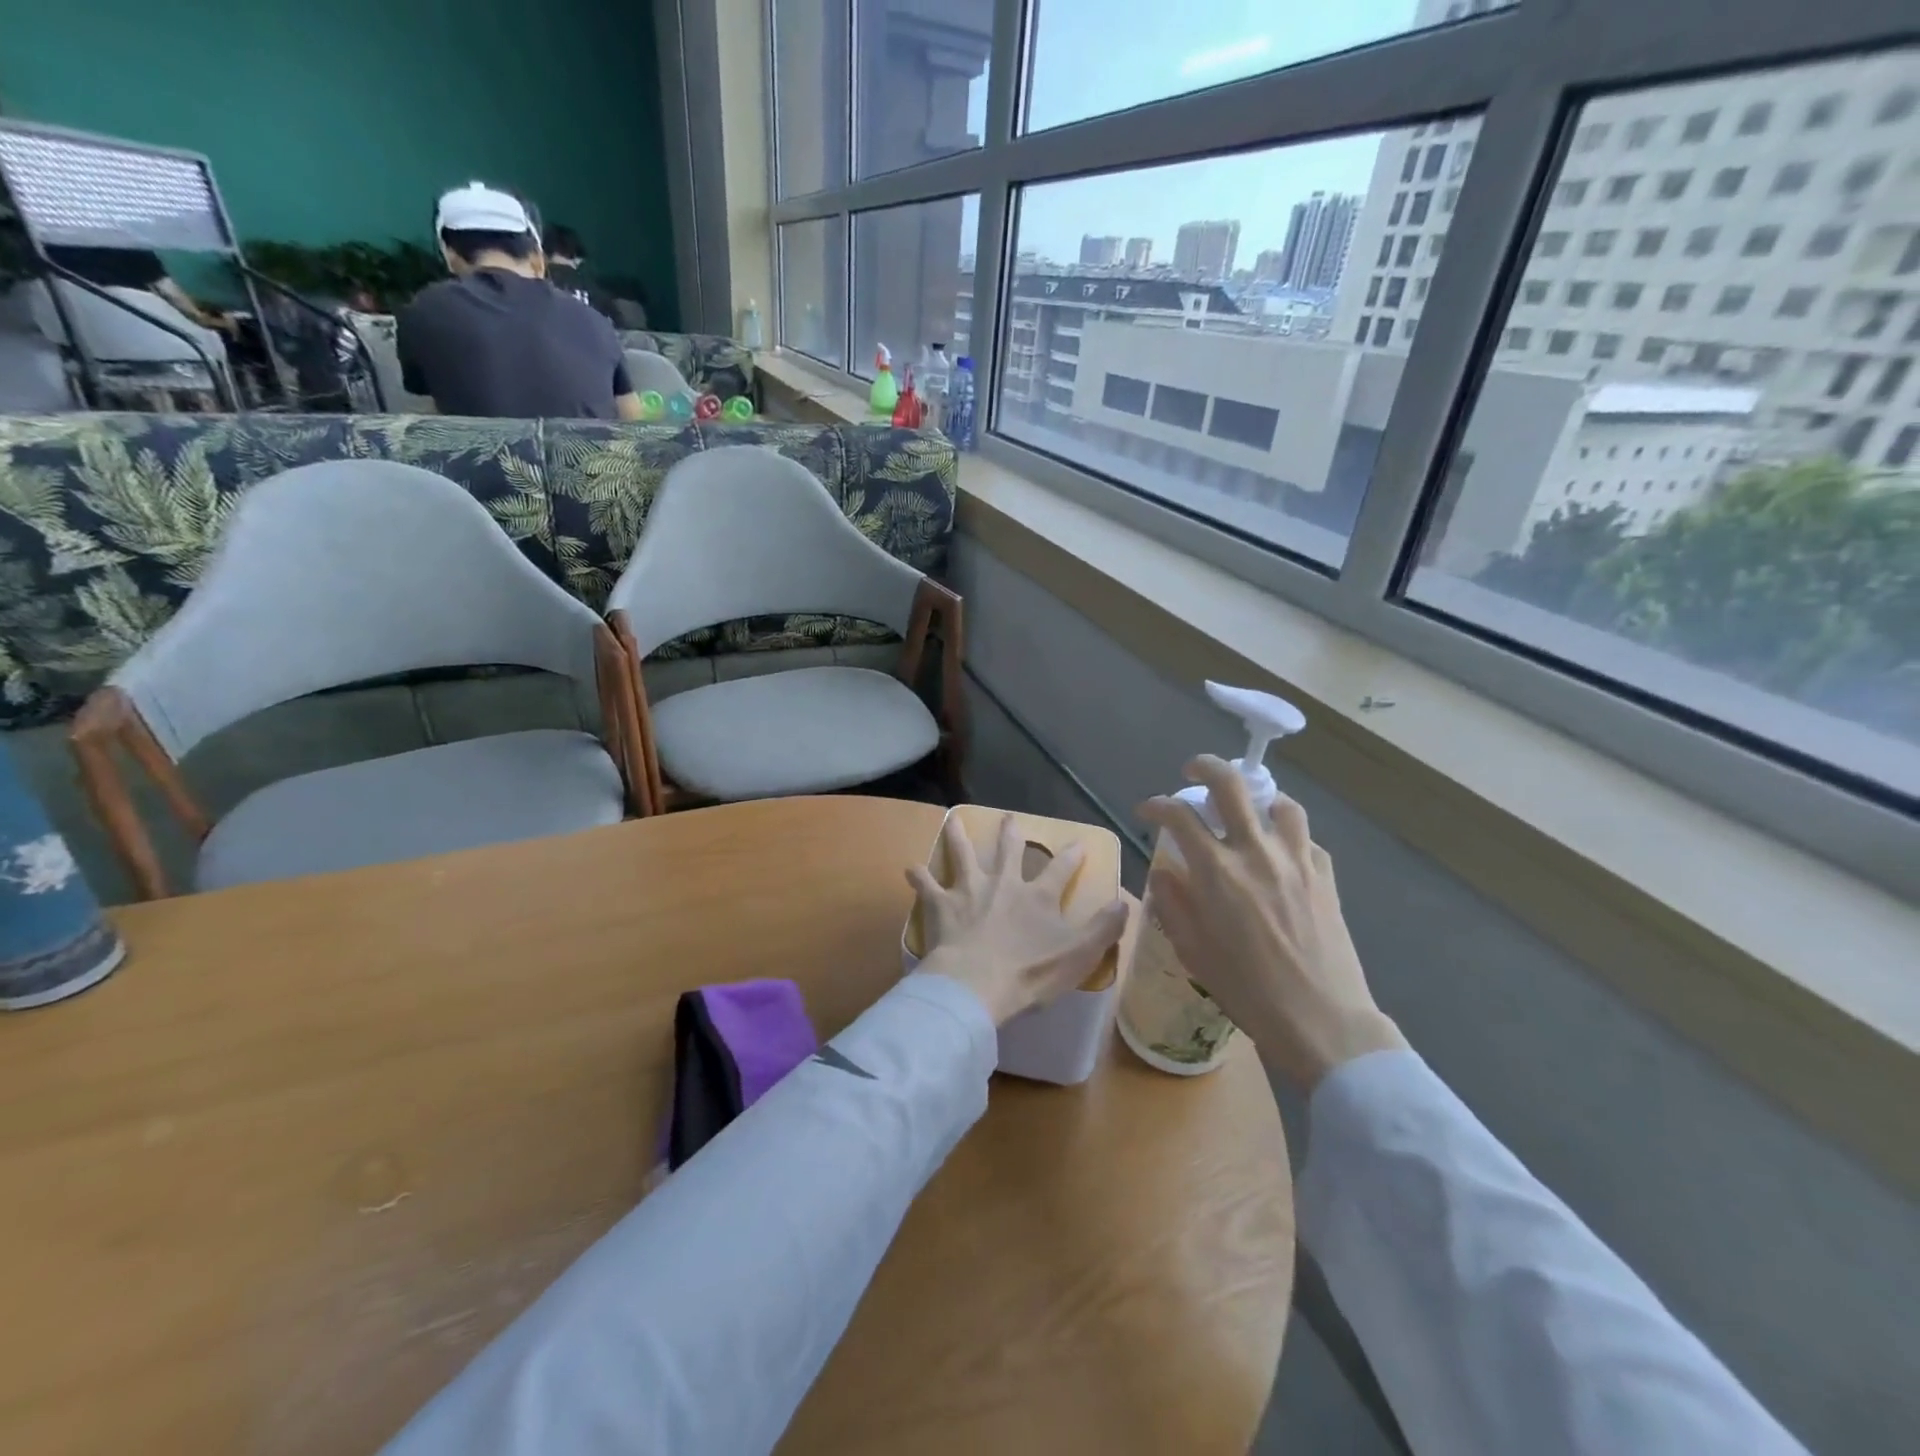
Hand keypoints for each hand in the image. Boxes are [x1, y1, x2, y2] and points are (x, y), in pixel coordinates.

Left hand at [907, 813, 1129, 1025]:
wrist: (977, 984)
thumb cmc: (1031, 972)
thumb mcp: (1080, 954)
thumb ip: (1104, 928)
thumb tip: (1123, 902)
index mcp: (1038, 896)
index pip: (1060, 869)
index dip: (1071, 856)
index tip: (1077, 843)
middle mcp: (1003, 883)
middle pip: (1008, 851)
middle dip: (1011, 833)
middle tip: (1009, 818)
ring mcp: (969, 890)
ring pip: (964, 855)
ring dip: (959, 838)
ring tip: (954, 821)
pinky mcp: (941, 905)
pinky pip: (927, 886)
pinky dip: (919, 877)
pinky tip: (911, 868)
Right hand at [1138, 757, 1404, 1090]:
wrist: (1322, 1020)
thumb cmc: (1247, 991)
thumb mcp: (1193, 951)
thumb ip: (1173, 903)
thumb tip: (1164, 871)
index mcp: (1217, 872)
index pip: (1178, 815)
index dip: (1156, 805)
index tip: (1146, 810)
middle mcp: (1256, 853)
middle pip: (1231, 785)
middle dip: (1205, 767)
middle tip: (1192, 772)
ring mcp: (1297, 860)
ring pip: (1279, 803)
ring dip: (1257, 798)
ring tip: (1246, 810)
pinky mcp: (1326, 876)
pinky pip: (1306, 839)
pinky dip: (1287, 835)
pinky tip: (1279, 854)